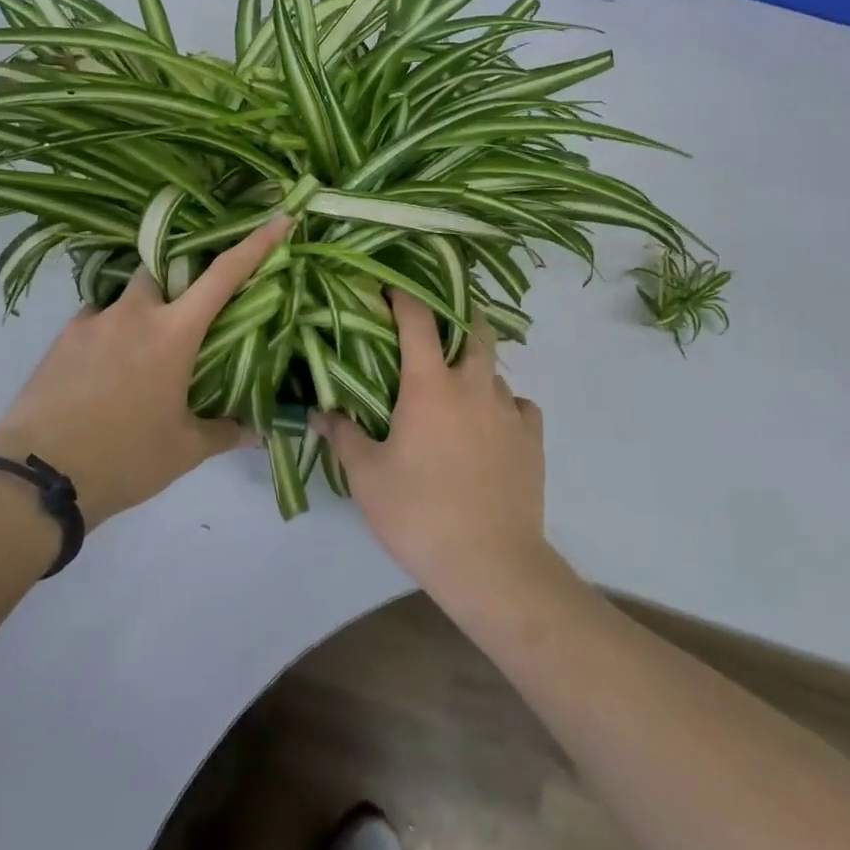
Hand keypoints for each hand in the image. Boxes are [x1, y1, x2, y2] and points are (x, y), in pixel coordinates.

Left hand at [0, 216, 291, 529]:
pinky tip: (107, 366)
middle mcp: (134, 314)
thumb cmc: (124, 458)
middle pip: (163, 269)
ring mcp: (93, 321)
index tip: (279, 219)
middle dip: (178, 275)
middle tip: (187, 307)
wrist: (37, 478)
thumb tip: (260, 432)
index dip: (255, 244)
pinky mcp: (62, 338)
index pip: (223, 275)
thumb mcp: (184, 450)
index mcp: (173, 333)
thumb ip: (226, 432)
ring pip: (126, 295)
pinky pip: (95, 318)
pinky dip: (109, 331)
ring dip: (141, 308)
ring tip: (141, 348)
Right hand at [317, 292, 548, 600]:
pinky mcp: (532, 437)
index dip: (404, 296)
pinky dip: (502, 405)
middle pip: (472, 327)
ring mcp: (509, 409)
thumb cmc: (418, 514)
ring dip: (473, 367)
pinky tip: (490, 427)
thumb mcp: (367, 477)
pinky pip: (518, 405)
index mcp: (430, 385)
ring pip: (493, 369)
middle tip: (435, 327)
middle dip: (455, 314)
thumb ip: (342, 436)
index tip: (390, 288)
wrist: (490, 562)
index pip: (419, 319)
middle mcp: (474, 385)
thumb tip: (317, 410)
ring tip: (456, 389)